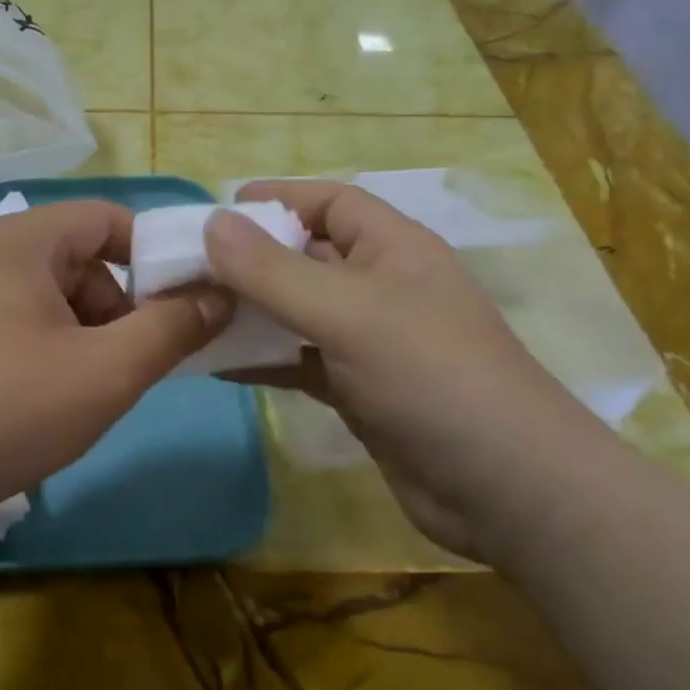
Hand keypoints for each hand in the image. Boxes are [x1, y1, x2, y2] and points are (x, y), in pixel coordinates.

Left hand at [0, 200, 230, 537]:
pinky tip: (52, 403)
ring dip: (90, 338)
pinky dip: (54, 354)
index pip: (110, 218)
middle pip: (83, 261)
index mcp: (22, 240)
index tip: (189, 304)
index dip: (158, 254)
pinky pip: (24, 327)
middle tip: (137, 363)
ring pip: (56, 300)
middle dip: (122, 308)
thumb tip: (219, 295)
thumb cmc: (6, 409)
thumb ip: (172, 328)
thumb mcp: (107, 371)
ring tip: (93, 393)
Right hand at [205, 181, 611, 557]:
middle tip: (184, 268)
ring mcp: (370, 344)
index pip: (331, 203)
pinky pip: (299, 363)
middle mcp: (381, 288)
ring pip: (297, 315)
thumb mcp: (348, 313)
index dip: (278, 199)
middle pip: (305, 259)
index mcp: (393, 249)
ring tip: (188, 314)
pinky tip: (216, 364)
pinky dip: (262, 361)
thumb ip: (274, 272)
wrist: (505, 489)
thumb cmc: (432, 376)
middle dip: (249, 260)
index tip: (216, 212)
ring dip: (248, 313)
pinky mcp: (359, 393)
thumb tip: (211, 224)